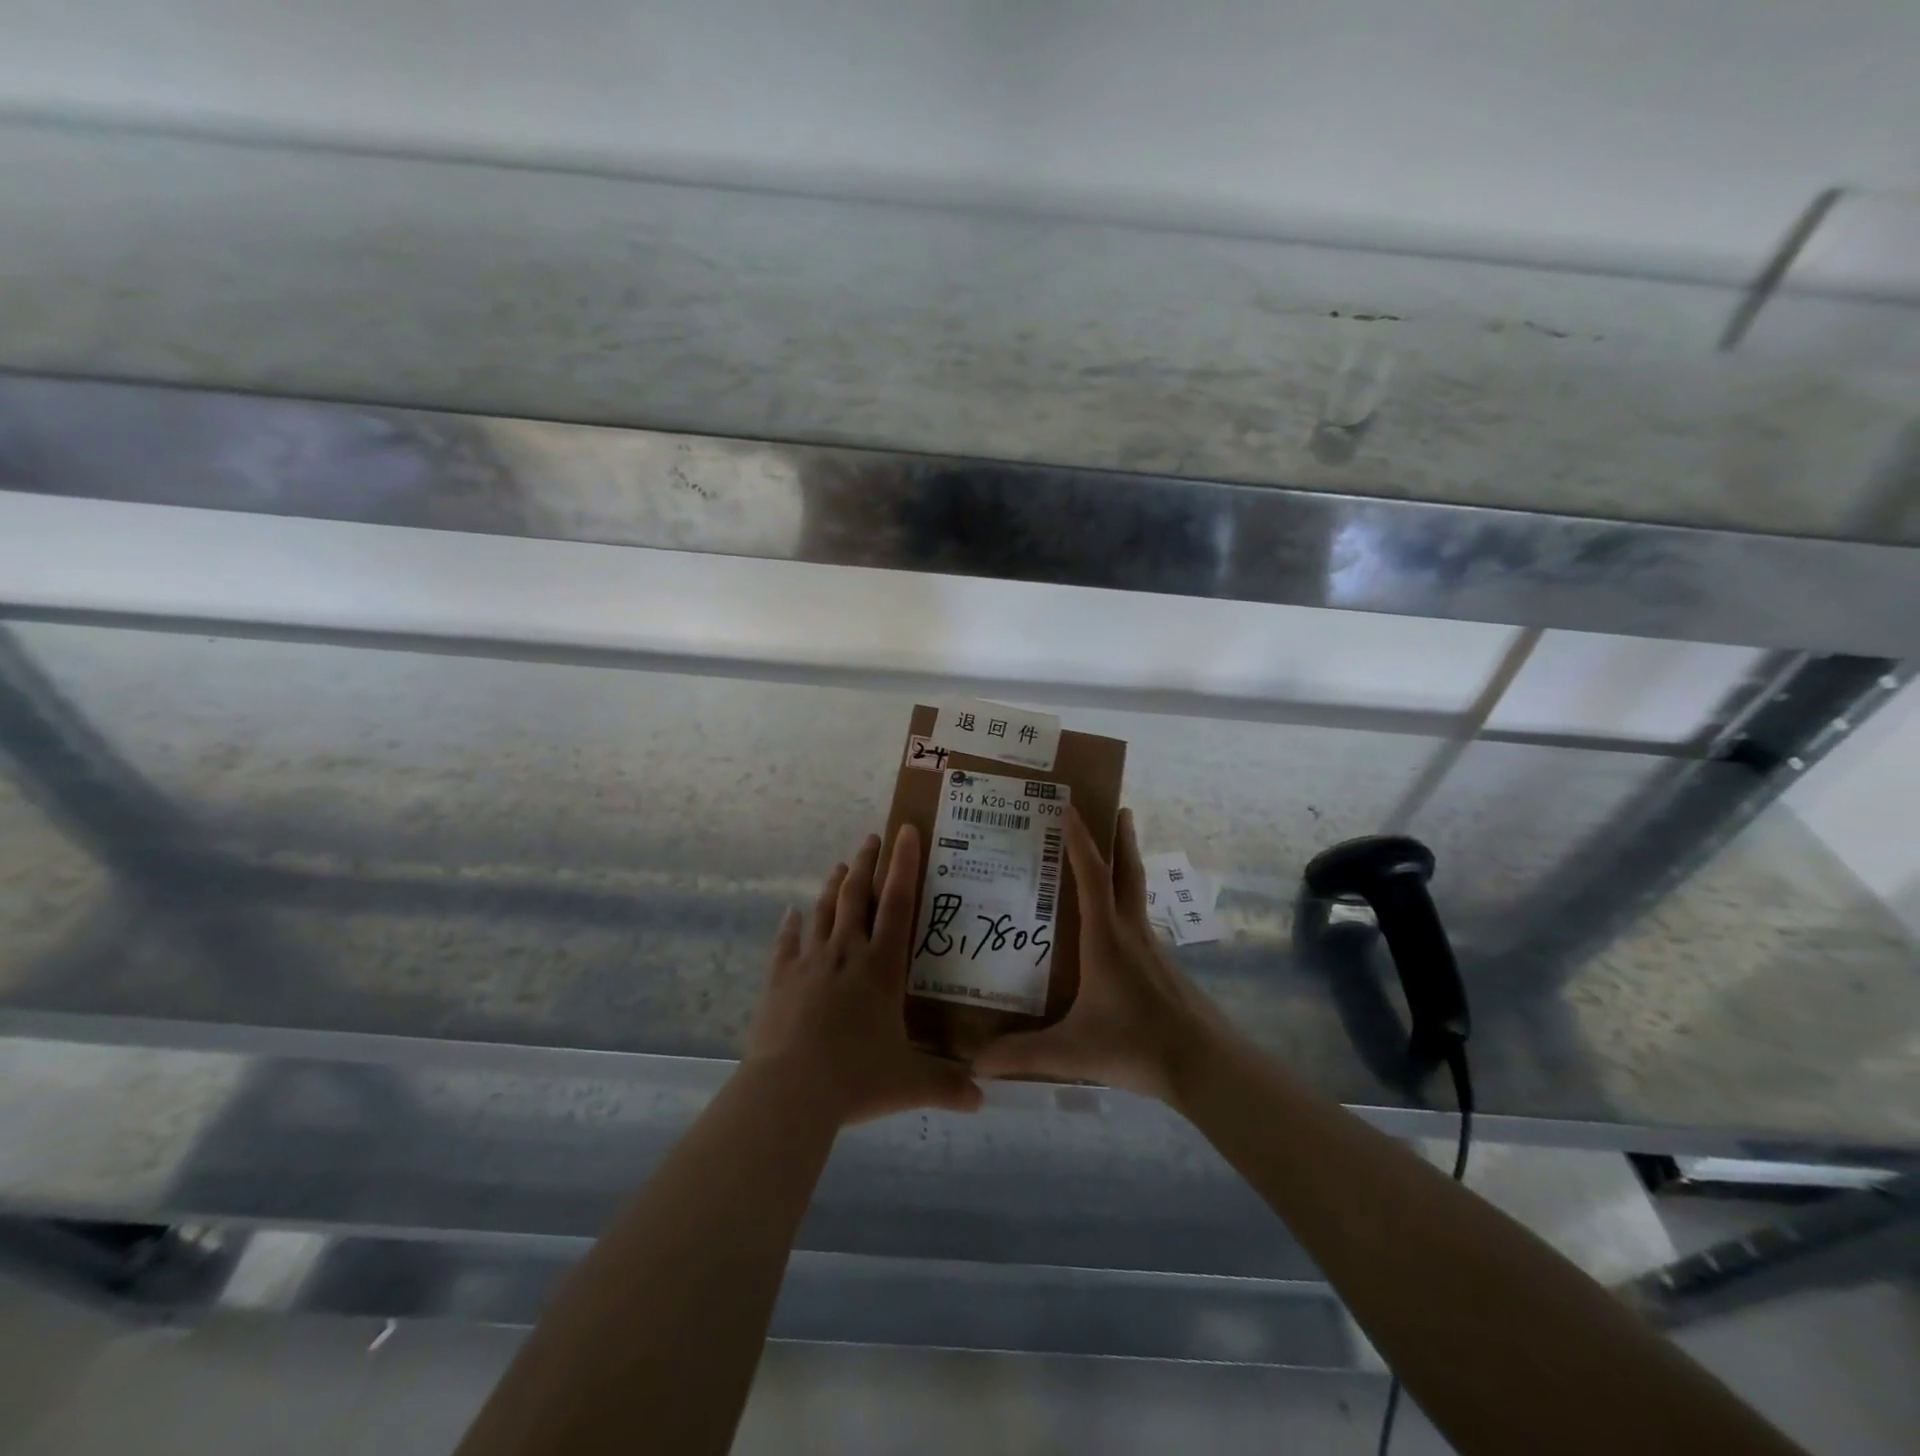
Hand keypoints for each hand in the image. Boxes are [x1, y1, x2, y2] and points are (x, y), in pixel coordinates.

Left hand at [744, 825, 982, 1124]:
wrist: (789, 1091)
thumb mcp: (909, 1084)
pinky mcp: (779, 980)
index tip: (905, 830)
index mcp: (881, 968)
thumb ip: (947, 1085)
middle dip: (866, 864)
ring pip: (824, 912)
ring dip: (833, 887)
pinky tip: (790, 913)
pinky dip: (790, 926)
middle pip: (856, 897)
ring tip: (841, 865)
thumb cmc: (855, 1078)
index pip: (897, 904)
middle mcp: (846, 954)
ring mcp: (809, 963)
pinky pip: (786, 944)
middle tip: (871, 838)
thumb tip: (983, 1098)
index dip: (903, 865)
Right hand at [973, 806, 1220, 1102]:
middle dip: (1121, 838)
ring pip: (1138, 894)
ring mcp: (1152, 948)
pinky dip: (1128, 903)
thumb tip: (974, 1063)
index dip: (1080, 840)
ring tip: (1112, 856)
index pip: (1092, 877)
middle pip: (1128, 872)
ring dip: (1127, 866)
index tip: (1070, 807)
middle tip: (1118, 808)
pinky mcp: (1164, 966)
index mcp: (1106, 939)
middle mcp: (1131, 932)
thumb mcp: (1071, 1052)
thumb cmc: (1136, 1046)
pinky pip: (1140, 920)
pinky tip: (1117, 926)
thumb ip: (1022, 1055)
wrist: (1204, 1065)